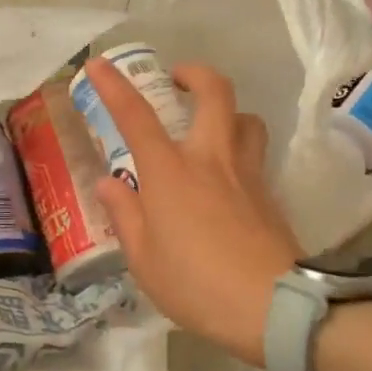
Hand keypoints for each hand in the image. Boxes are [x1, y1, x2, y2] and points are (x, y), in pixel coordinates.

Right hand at [88, 59, 303, 365]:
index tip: (98, 63)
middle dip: (194, 73)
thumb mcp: (143, 258)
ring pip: (246, 118)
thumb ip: (124, 214)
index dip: (114, 86)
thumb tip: (110, 182)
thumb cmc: (195, 283)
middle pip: (214, 92)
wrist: (273, 306)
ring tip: (208, 126)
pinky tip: (226, 178)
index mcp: (169, 172)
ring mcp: (246, 173)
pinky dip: (239, 149)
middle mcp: (210, 159)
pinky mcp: (270, 194)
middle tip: (177, 78)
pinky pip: (255, 154)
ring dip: (226, 111)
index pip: (136, 116)